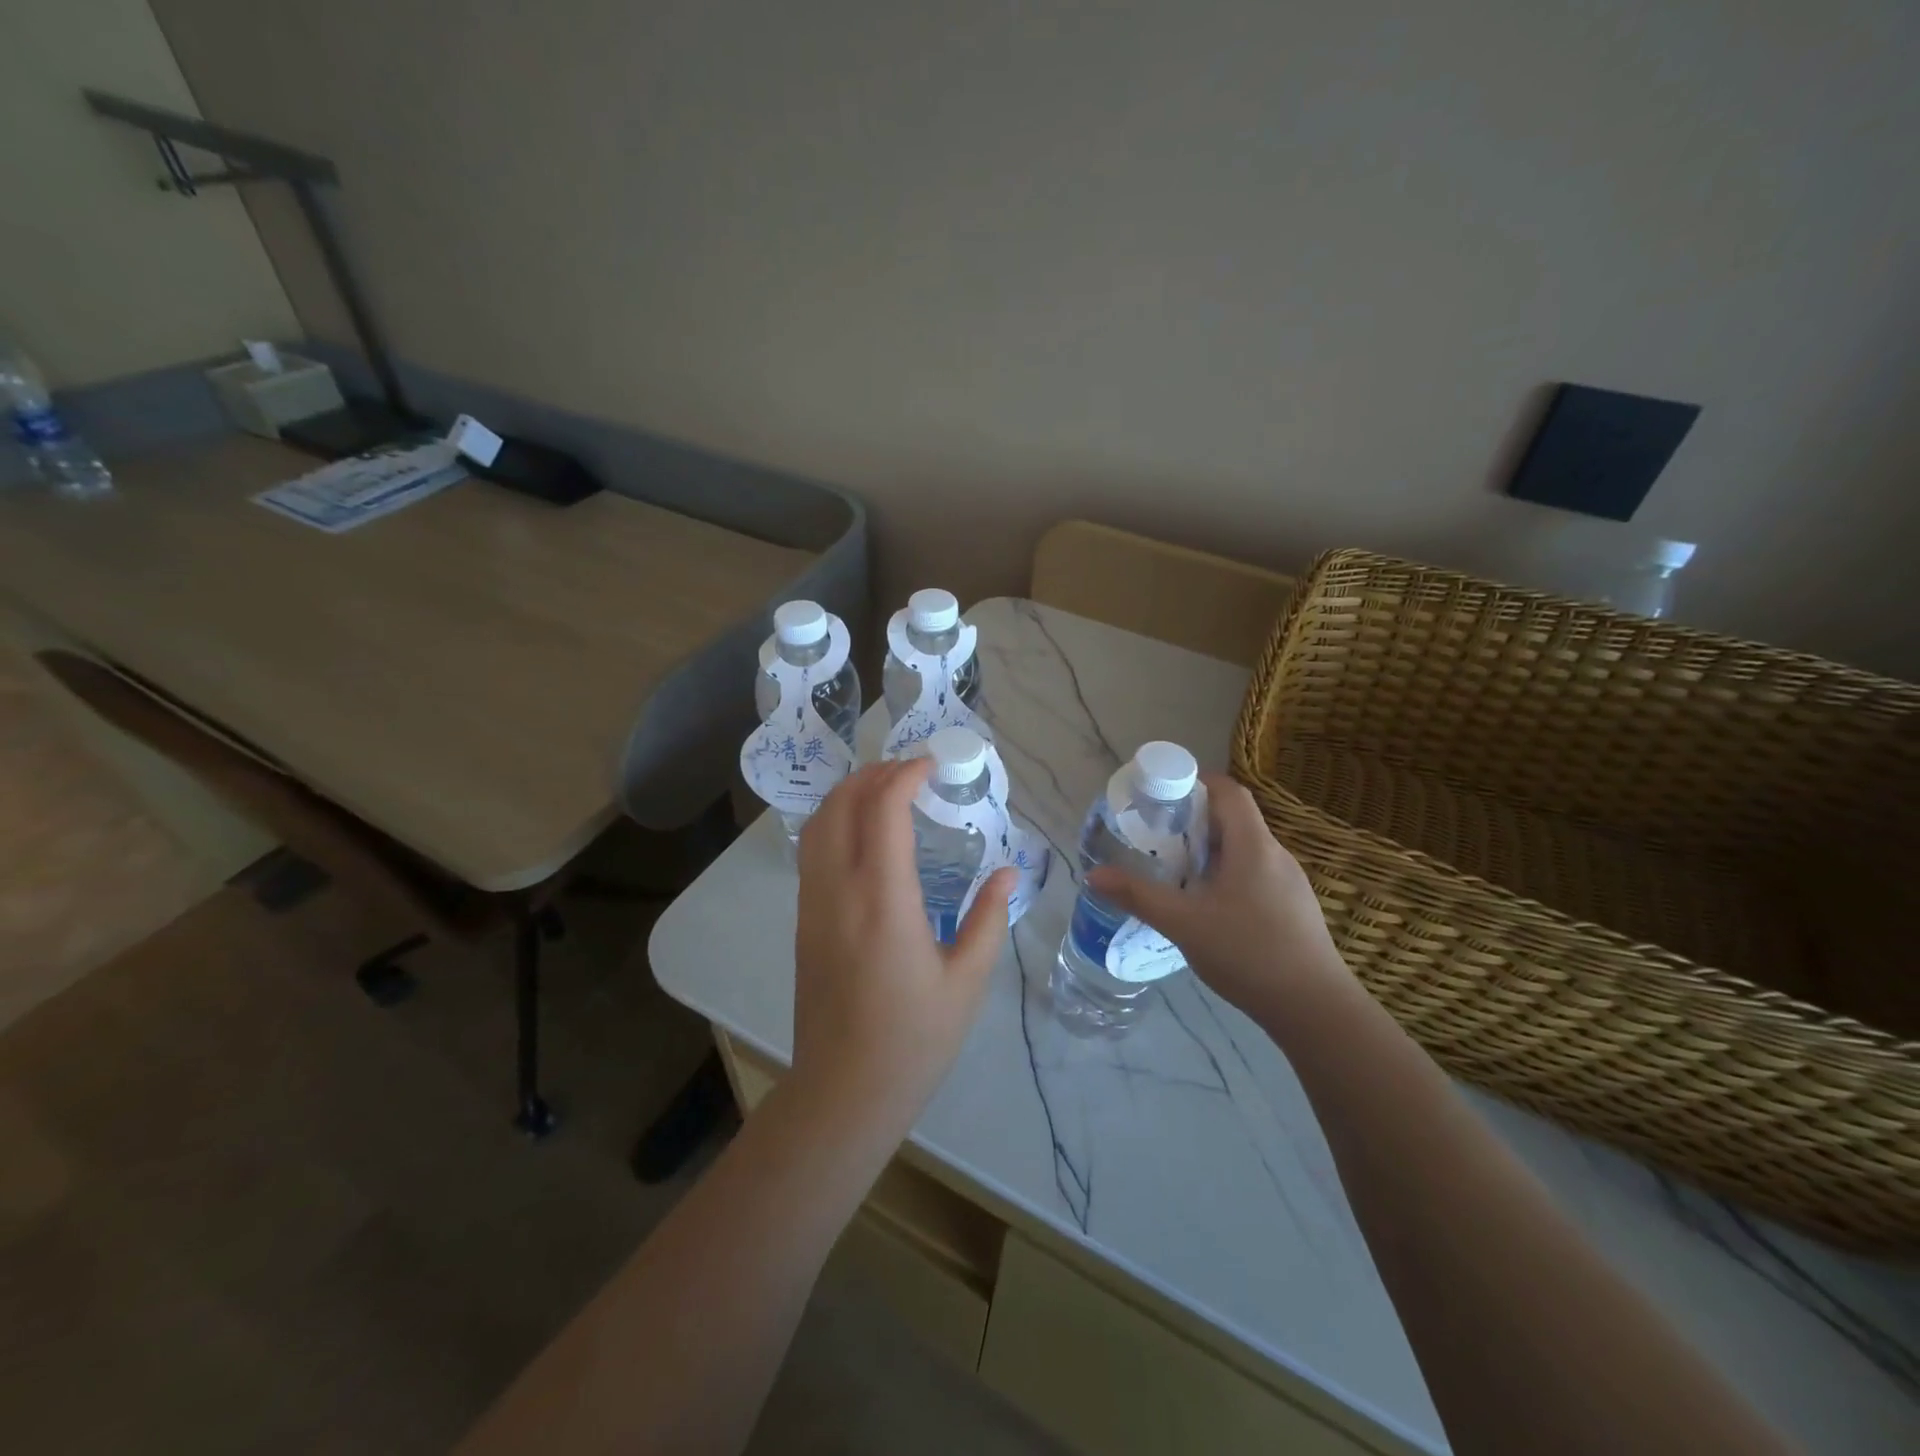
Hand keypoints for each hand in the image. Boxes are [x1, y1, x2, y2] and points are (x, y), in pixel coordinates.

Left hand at [791, 759, 1015, 1135]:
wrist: (844, 1090)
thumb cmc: (914, 1039)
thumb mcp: (967, 981)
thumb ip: (989, 918)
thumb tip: (1009, 871)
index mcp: (883, 900)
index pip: (884, 811)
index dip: (904, 775)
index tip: (931, 765)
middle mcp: (839, 890)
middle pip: (841, 804)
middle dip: (873, 774)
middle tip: (910, 771)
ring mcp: (813, 904)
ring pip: (818, 824)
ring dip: (849, 794)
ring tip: (886, 790)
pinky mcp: (803, 920)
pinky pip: (812, 851)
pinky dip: (835, 822)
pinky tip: (865, 834)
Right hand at [1084, 772, 1351, 1033]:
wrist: (1315, 1009)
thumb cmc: (1248, 953)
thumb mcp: (1183, 923)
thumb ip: (1138, 896)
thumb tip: (1093, 875)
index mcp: (1253, 845)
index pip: (1228, 791)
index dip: (1196, 782)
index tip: (1161, 795)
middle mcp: (1275, 854)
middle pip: (1234, 819)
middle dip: (1193, 820)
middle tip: (1156, 835)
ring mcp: (1289, 882)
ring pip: (1244, 850)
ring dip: (1209, 850)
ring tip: (1175, 869)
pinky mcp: (1293, 908)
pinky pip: (1254, 874)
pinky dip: (1226, 875)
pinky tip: (1207, 906)